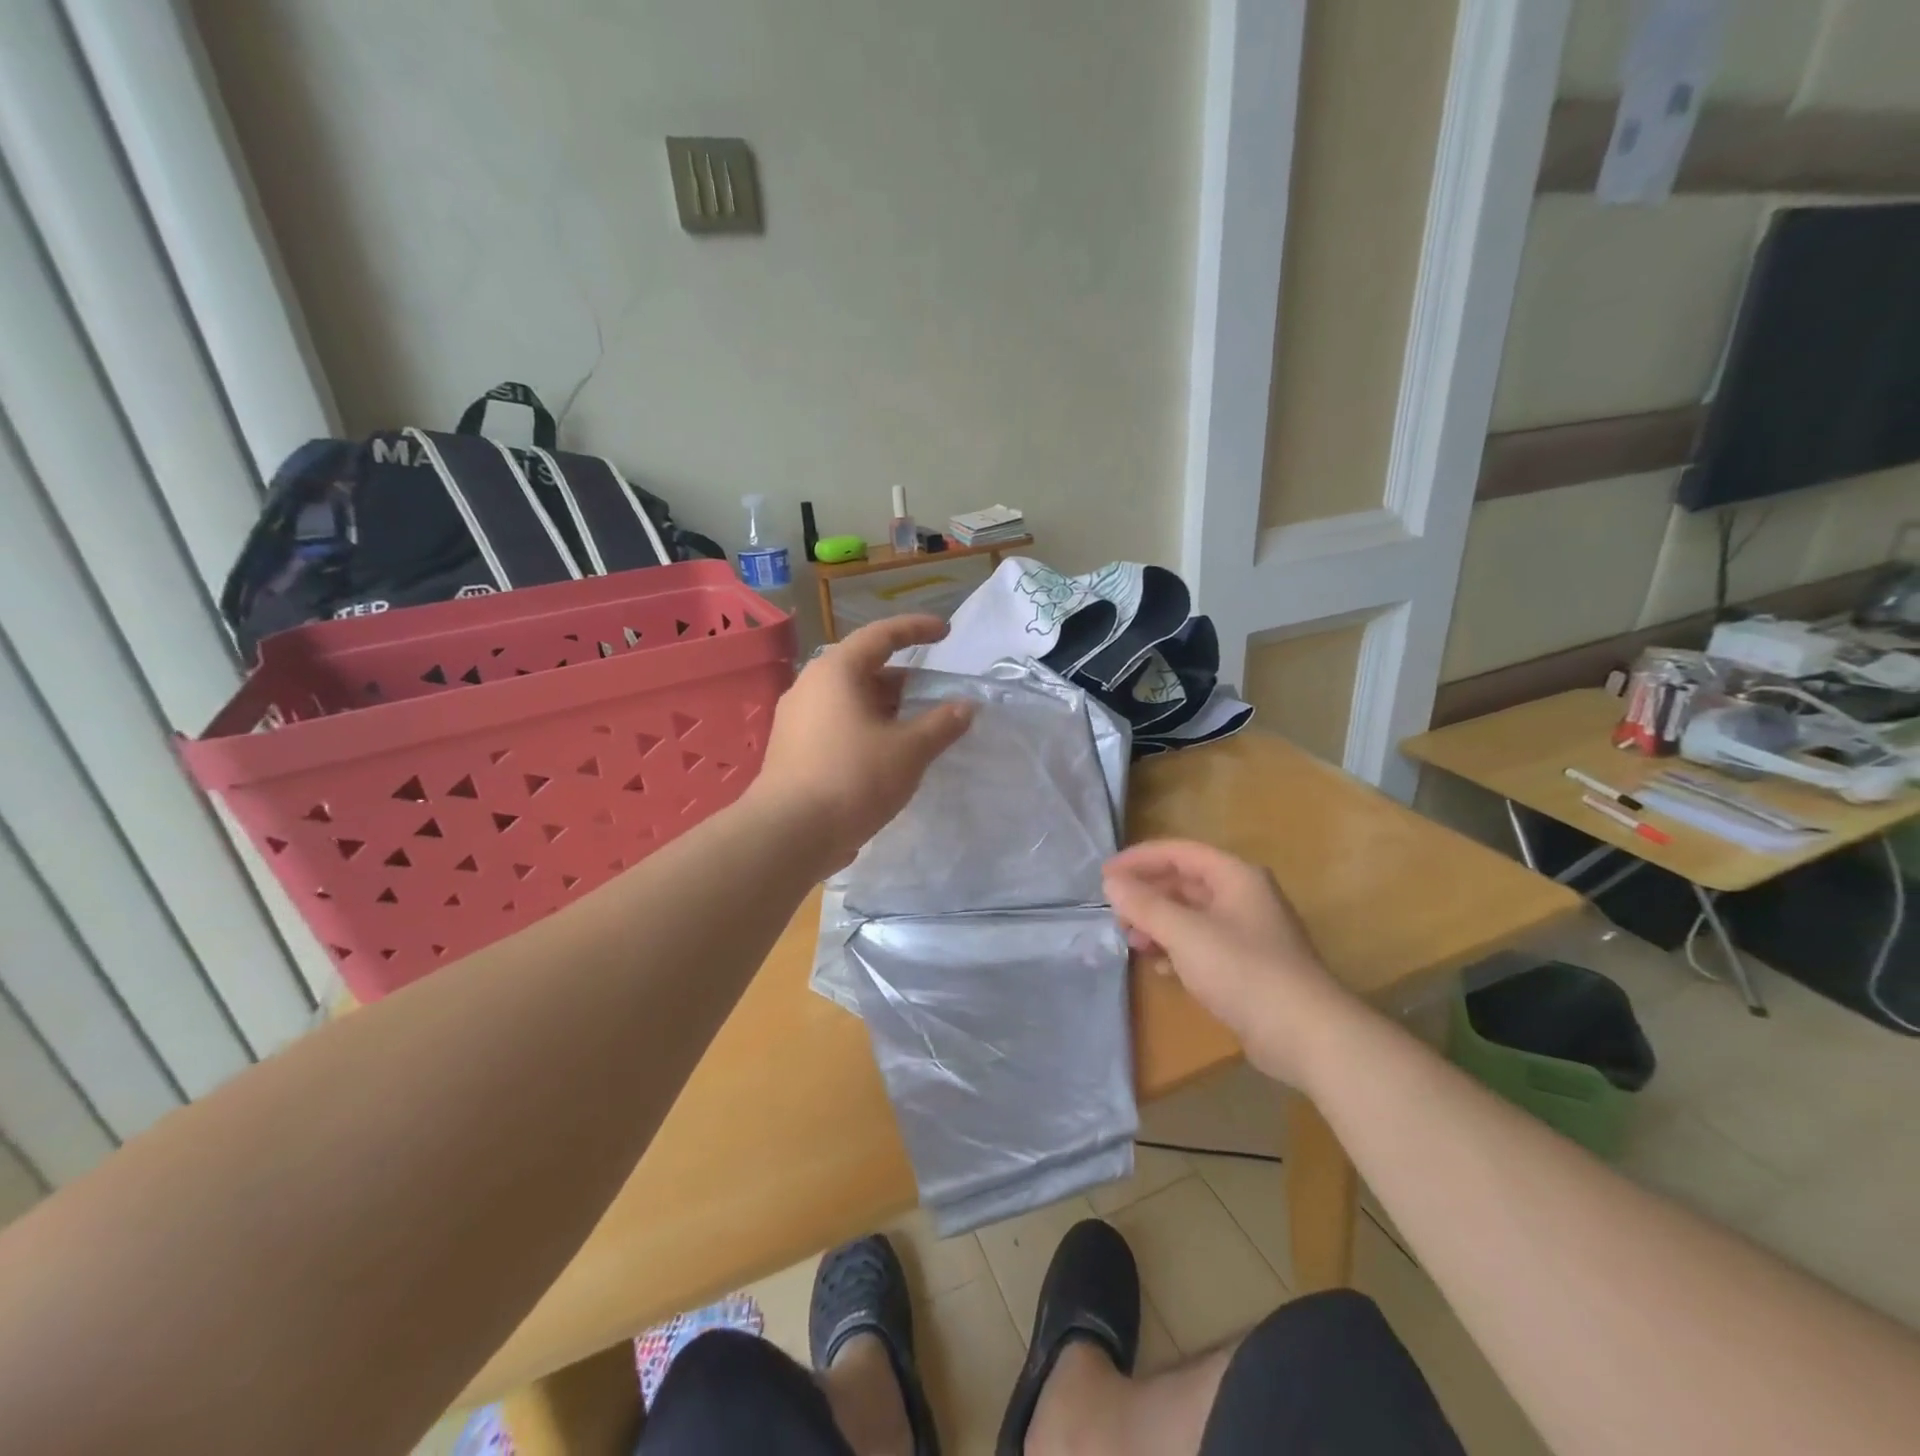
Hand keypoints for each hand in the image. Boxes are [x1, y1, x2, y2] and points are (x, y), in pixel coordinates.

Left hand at [746, 615, 973, 875]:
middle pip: (864, 668)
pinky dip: (866, 727)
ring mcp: (796, 718)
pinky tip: (886, 753)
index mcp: (837, 671)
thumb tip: (965, 706)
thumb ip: (942, 724)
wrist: (789, 833)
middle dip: (903, 678)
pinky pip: (837, 723)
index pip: (882, 635)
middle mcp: (811, 685)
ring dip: (885, 707)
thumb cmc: (853, 778)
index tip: (946, 632)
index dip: (917, 629)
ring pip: (850, 699)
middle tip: (934, 694)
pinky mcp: (792, 748)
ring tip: (916, 726)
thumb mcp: (909, 750)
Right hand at [1103, 839, 1357, 1087]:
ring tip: (1133, 942)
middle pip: (1185, 882)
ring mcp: (1249, 932)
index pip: (1179, 852)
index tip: (1104, 875)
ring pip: (1192, 915)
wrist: (1307, 1035)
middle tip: (1116, 915)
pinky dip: (1178, 949)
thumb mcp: (1185, 933)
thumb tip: (1112, 882)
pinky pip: (1203, 944)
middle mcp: (1244, 896)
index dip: (1139, 860)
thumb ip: (1145, 904)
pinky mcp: (1249, 966)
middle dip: (1147, 896)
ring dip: (1159, 924)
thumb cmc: (1243, 971)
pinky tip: (1161, 968)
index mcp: (1236, 876)